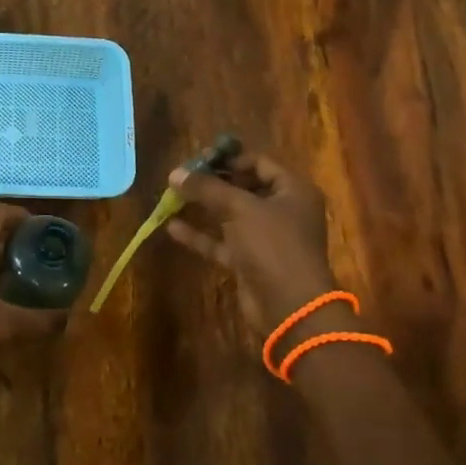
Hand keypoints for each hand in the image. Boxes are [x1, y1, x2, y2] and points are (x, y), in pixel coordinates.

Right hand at [165, 151, 337, 337]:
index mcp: (293, 191)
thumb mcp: (240, 208)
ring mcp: (265, 238)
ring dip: (203, 206)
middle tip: (182, 175)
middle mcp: (282, 211)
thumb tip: (175, 173)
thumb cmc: (273, 245)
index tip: (198, 157)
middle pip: (243, 187)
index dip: (229, 157)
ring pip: (230, 214)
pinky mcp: (250, 261)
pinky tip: (172, 226)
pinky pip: (222, 241)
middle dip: (212, 181)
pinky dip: (200, 234)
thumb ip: (207, 188)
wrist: (290, 307)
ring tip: (172, 195)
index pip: (259, 163)